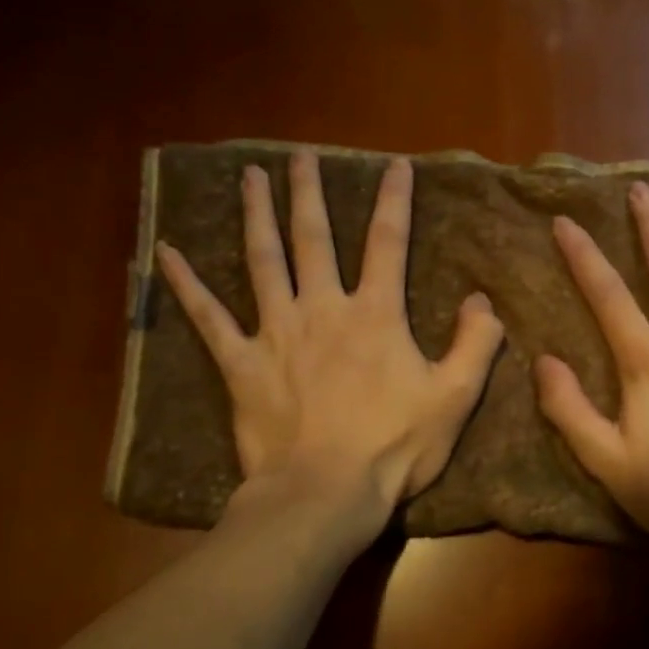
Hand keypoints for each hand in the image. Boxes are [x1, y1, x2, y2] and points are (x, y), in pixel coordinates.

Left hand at [156, 151, 504, 535]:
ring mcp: (276, 333)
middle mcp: (323, 309)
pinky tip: (166, 253)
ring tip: (250, 177)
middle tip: (301, 156)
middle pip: (315, 238)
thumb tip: (482, 299)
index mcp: (376, 315)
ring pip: (263, 261)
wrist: (325, 492)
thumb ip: (475, 344)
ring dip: (256, 216)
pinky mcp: (242, 364)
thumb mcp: (455, 397)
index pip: (388, 243)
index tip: (396, 165)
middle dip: (310, 193)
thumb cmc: (394, 447)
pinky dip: (187, 285)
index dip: (395, 200)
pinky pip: (209, 318)